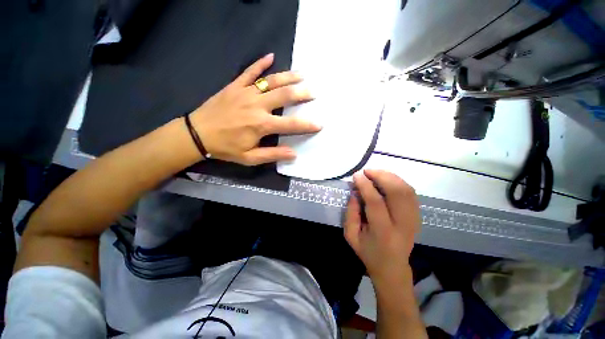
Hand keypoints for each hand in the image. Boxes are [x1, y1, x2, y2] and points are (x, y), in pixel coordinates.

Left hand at [189, 53, 320, 165]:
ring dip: (288, 77)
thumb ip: (272, 154)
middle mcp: (257, 106)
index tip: (319, 124)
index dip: (306, 125)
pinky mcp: (235, 86)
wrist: (197, 134)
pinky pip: (249, 71)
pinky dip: (260, 63)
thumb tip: (293, 154)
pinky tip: (271, 56)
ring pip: (272, 81)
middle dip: (302, 94)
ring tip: (302, 75)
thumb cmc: (226, 148)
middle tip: (313, 93)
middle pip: (285, 96)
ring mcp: (246, 93)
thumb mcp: (250, 158)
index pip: (291, 125)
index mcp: (261, 125)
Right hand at [344, 170, 420, 285]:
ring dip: (390, 177)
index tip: (356, 175)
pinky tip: (387, 180)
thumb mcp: (351, 236)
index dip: (365, 185)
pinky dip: (399, 182)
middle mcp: (402, 225)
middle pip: (397, 192)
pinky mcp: (417, 217)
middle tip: (367, 171)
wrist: (392, 268)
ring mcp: (413, 220)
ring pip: (407, 190)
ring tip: (375, 173)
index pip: (376, 202)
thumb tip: (356, 192)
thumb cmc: (368, 252)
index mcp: (383, 232)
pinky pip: (411, 193)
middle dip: (381, 176)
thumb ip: (351, 213)